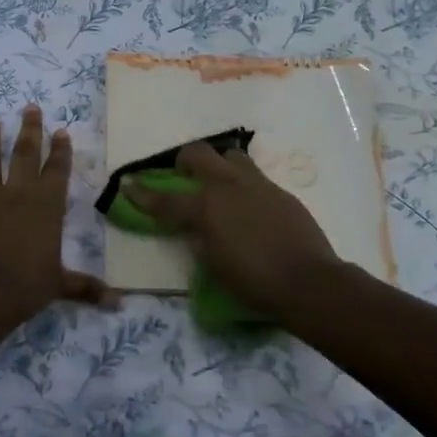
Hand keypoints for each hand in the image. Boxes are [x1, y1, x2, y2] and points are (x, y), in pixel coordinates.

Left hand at [0, 107, 111, 323]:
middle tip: (30, 107)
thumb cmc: (27, 287)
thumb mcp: (60, 286)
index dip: (60, 150)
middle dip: (29, 130)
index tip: (61, 131)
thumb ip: (86, 288)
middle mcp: (18, 194)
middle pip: (25, 154)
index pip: (57, 170)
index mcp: (47, 206)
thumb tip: (119, 303)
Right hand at [121, 141, 354, 319]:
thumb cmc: (253, 282)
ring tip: (219, 185)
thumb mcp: (213, 264)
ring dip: (218, 165)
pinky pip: (255, 178)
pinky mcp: (281, 192)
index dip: (142, 194)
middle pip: (197, 154)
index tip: (127, 185)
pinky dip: (244, 186)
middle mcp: (228, 186)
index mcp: (205, 207)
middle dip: (184, 160)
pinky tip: (249, 207)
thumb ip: (199, 239)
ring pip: (231, 157)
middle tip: (182, 175)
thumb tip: (196, 228)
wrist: (308, 282)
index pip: (165, 199)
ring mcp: (257, 185)